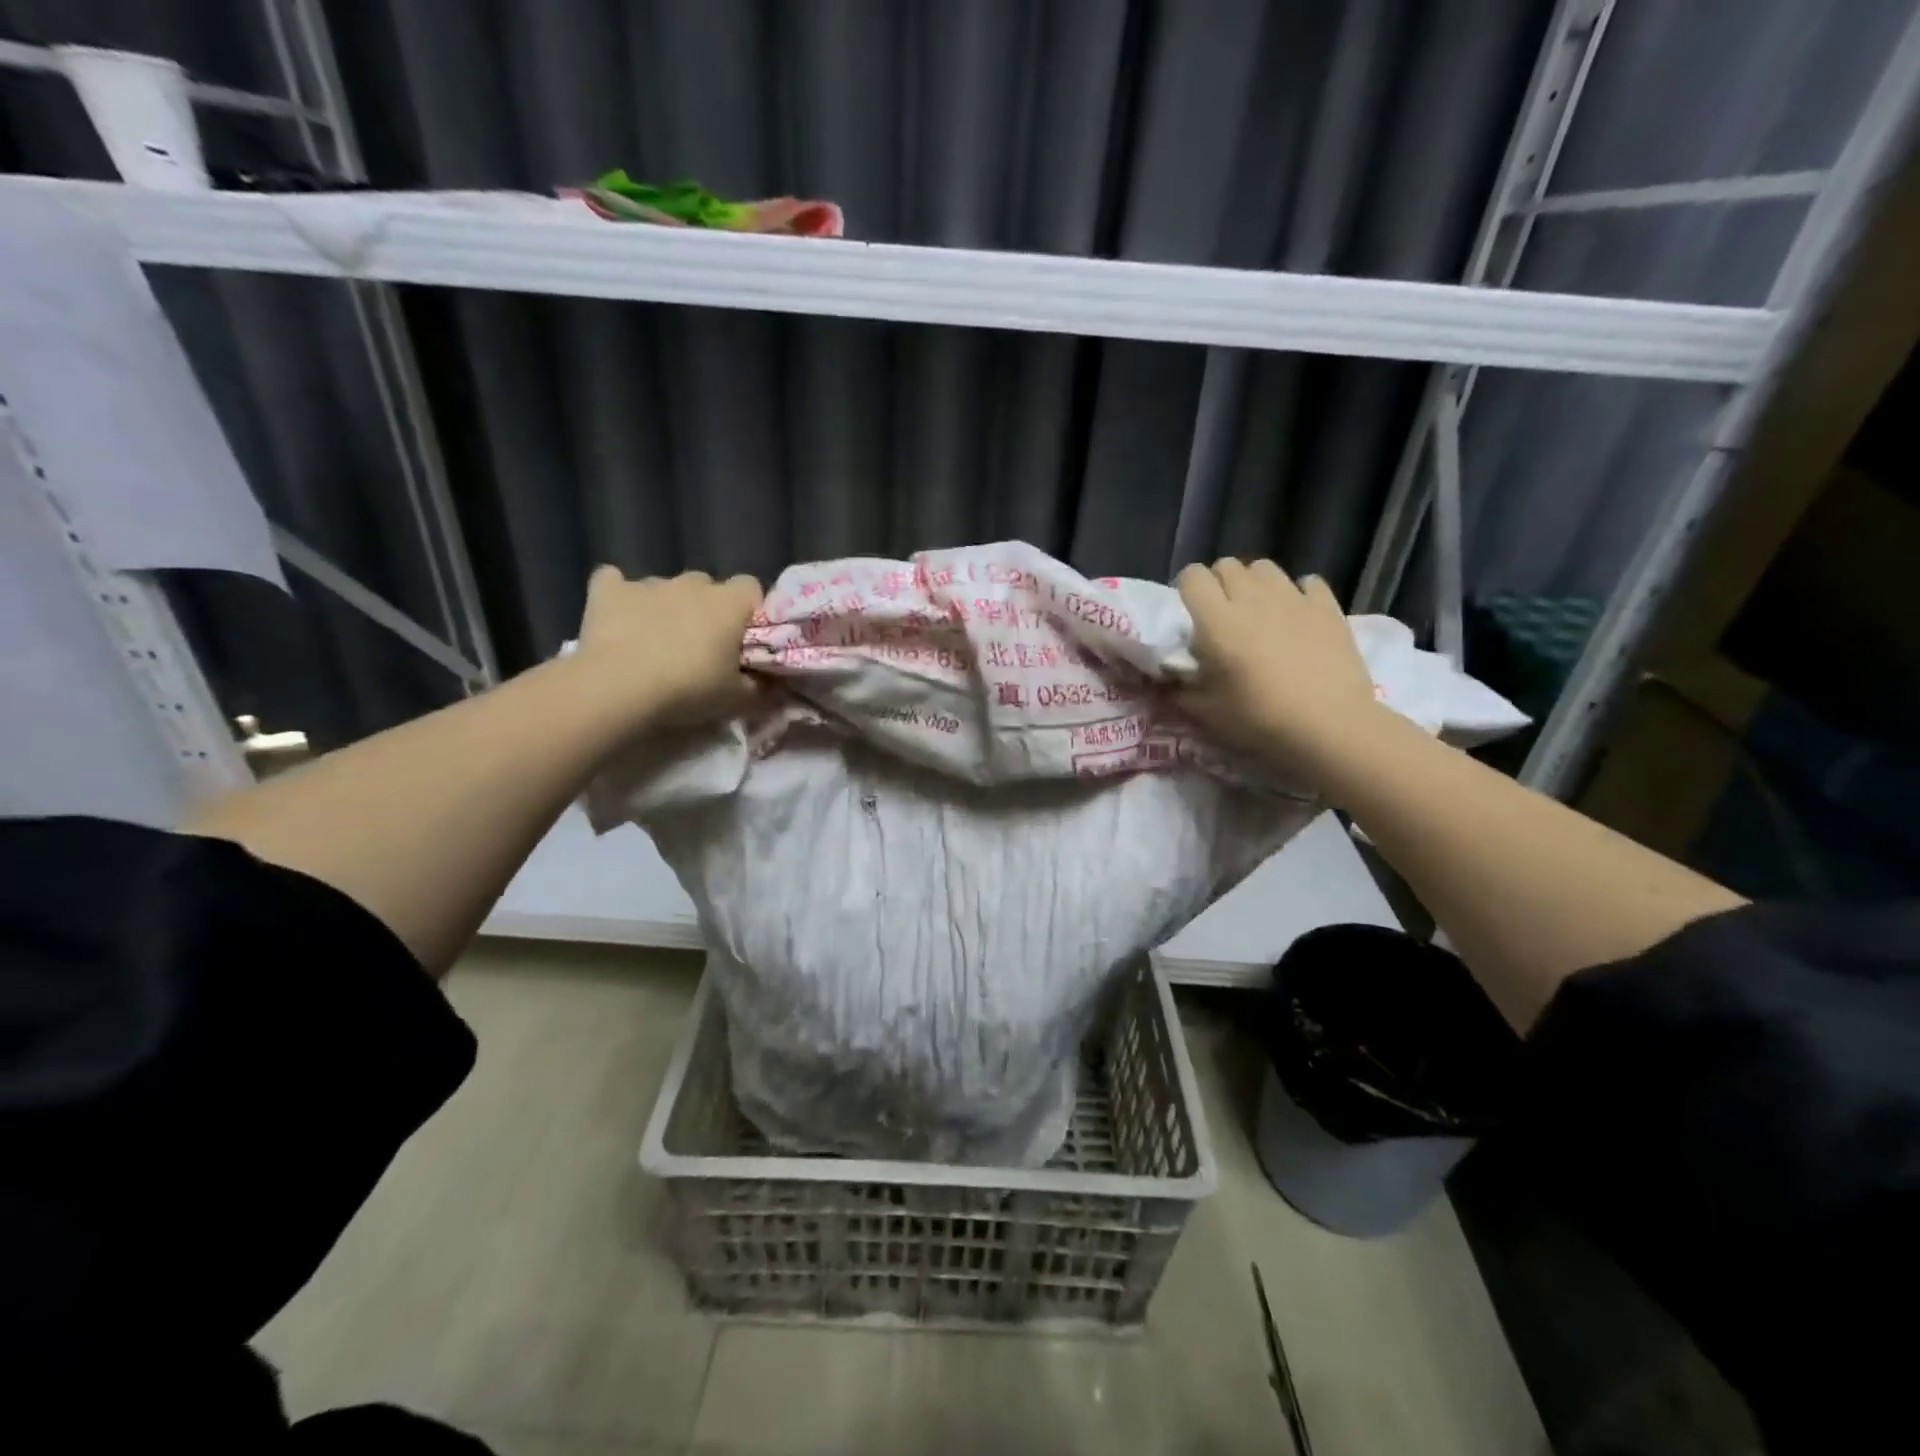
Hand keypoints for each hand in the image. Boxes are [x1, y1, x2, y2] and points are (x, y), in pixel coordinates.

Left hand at [572, 565, 761, 729]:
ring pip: (665, 587)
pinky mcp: (609, 591)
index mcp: (729, 603)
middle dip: (706, 609)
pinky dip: (618, 597)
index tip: (743, 638)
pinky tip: (617, 617)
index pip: (751, 587)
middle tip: (701, 646)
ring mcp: (649, 583)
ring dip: (666, 607)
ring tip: (656, 642)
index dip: (748, 610)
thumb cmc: (688, 689)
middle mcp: (692, 584)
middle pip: (707, 585)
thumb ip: (758, 689)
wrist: (619, 689)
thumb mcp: (736, 700)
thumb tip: (771, 688)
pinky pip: (613, 581)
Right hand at [1174, 558, 1378, 774]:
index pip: (1192, 576)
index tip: (1190, 611)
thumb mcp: (1206, 712)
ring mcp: (1293, 598)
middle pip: (1227, 566)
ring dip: (1255, 583)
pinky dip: (1299, 594)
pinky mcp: (1327, 607)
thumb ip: (1182, 688)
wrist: (1329, 728)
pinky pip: (1308, 582)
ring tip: (1259, 611)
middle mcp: (1252, 598)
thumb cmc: (1259, 719)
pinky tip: (1299, 616)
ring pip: (1265, 568)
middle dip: (1219, 583)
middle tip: (1222, 614)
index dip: (1187, 588)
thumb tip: (1171, 678)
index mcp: (1217, 621)